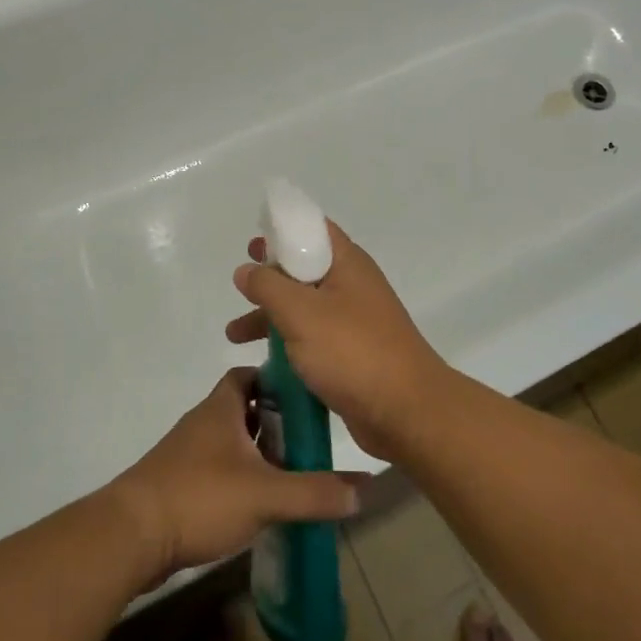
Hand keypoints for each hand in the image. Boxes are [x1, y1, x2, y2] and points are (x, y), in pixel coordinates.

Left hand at [109, 368, 363, 589]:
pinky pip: (214, 470)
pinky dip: (237, 477)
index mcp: (220, 408)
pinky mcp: (176, 485)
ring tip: (289, 472)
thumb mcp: (266, 494)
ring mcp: (185, 455)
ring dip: (254, 452)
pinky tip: (256, 502)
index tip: (304, 396)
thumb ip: (315, 492)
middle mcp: (202, 423)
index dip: (275, 381)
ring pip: (228, 442)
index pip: (248, 375)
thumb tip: (364, 487)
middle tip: (306, 440)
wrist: (130, 535)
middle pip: (240, 409)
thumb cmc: (200, 496)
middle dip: (271, 421)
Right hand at [227, 222, 452, 461]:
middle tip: (240, 283)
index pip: (313, 229)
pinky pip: (313, 339)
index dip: (282, 230)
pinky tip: (261, 364)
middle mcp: (352, 286)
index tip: (252, 244)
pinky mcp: (352, 354)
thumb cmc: (353, 351)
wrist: (407, 411)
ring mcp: (354, 321)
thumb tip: (246, 269)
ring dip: (270, 316)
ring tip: (233, 334)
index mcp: (347, 263)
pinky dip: (287, 344)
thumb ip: (268, 286)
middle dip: (270, 277)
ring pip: (304, 308)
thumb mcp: (301, 312)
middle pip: (304, 269)